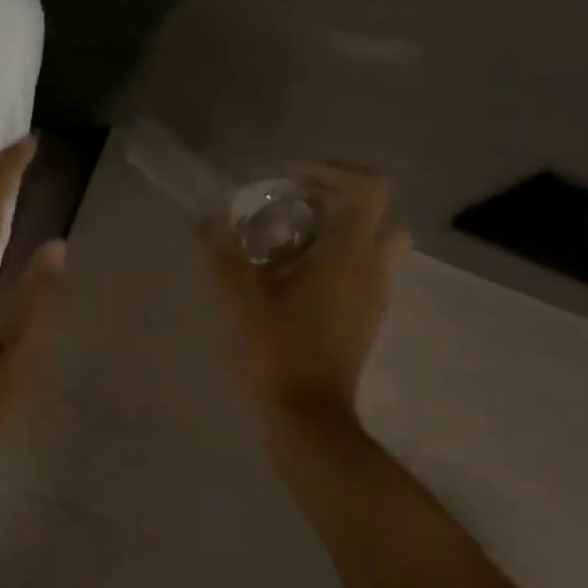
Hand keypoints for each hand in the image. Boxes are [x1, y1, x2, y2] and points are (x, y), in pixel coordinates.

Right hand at [210, 165, 410, 428]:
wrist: (307, 415)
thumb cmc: (275, 351)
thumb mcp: (238, 300)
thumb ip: (224, 255)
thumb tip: (212, 222)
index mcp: (348, 255)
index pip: (367, 189)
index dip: (332, 173)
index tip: (290, 182)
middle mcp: (372, 269)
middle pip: (376, 214)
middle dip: (336, 202)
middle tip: (291, 211)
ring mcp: (375, 296)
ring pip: (374, 245)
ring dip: (339, 234)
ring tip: (291, 246)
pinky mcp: (366, 319)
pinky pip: (363, 273)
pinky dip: (337, 262)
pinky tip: (293, 282)